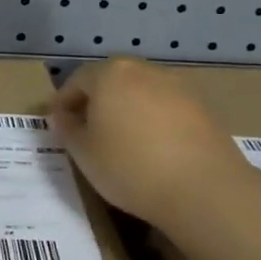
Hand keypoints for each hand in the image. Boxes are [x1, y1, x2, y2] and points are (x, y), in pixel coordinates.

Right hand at [49, 58, 245, 229]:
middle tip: (86, 131)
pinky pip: (165, 108)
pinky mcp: (202, 107)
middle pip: (111, 81)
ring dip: (126, 110)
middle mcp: (144, 70)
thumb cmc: (130, 167)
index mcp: (110, 74)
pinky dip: (152, 121)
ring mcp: (177, 87)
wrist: (203, 189)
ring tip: (120, 141)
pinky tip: (151, 148)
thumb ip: (67, 129)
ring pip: (140, 93)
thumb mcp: (83, 153)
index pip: (77, 80)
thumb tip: (62, 116)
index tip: (57, 124)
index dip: (63, 102)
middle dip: (95, 102)